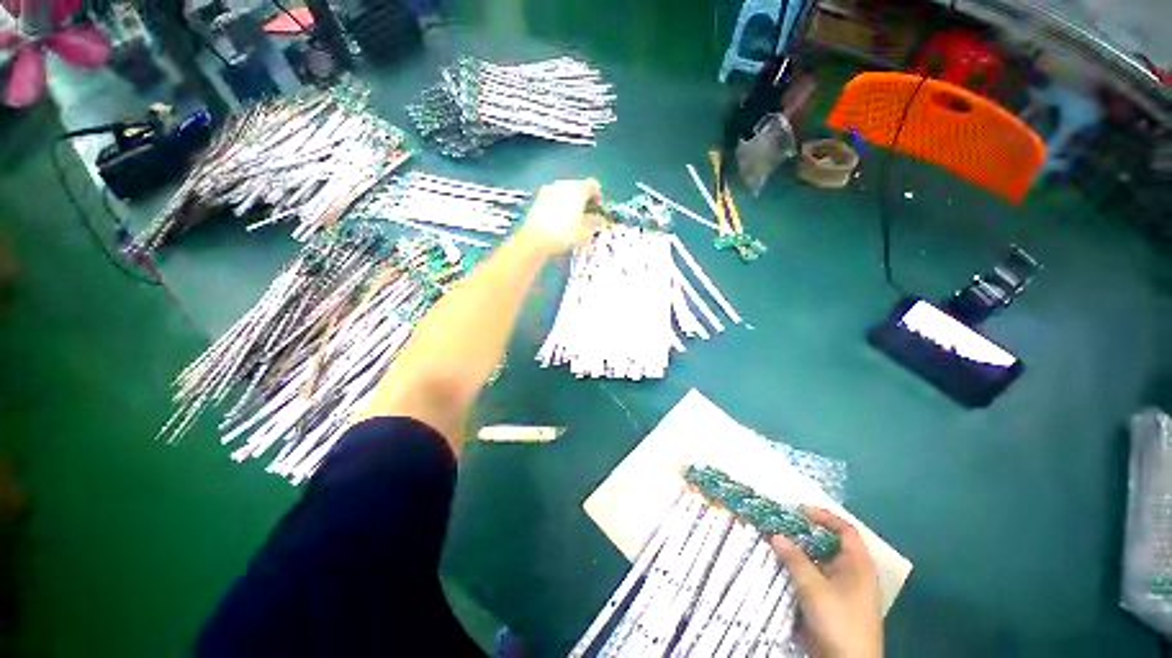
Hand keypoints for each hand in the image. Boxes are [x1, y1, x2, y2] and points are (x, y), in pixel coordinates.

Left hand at [518, 178, 604, 255]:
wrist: (536, 240)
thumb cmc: (564, 235)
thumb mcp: (584, 232)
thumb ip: (594, 223)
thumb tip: (600, 219)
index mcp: (578, 191)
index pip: (593, 185)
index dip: (598, 196)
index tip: (598, 208)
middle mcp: (563, 185)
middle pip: (578, 186)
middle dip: (583, 198)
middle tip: (586, 213)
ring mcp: (549, 190)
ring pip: (564, 191)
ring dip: (570, 201)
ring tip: (572, 217)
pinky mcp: (538, 199)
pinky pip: (553, 197)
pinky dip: (558, 204)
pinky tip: (558, 218)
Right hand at [770, 506, 882, 657]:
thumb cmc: (839, 620)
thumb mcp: (814, 588)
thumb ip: (795, 559)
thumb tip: (775, 535)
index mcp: (858, 565)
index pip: (845, 530)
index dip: (824, 517)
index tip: (799, 510)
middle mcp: (852, 573)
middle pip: (829, 544)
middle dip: (805, 533)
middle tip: (780, 524)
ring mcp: (843, 589)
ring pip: (819, 561)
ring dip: (799, 551)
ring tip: (776, 541)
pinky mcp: (831, 602)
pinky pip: (814, 576)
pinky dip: (799, 568)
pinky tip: (781, 566)